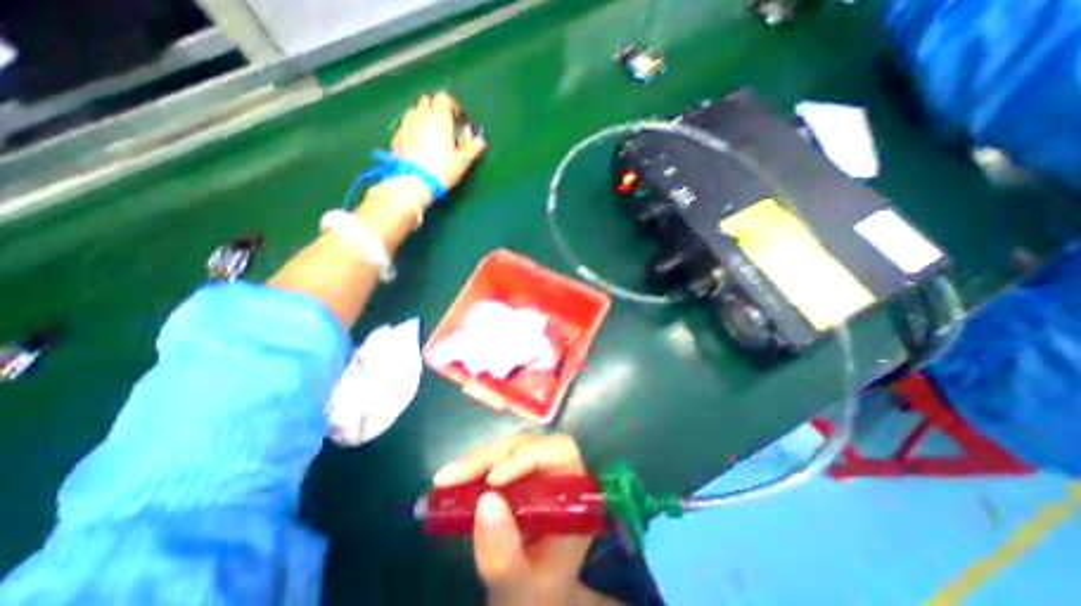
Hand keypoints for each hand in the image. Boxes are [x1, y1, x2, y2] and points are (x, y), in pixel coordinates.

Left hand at [392, 89, 486, 198]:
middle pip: (428, 101)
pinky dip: (414, 129)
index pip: (444, 98)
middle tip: (445, 126)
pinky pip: (407, 124)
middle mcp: (421, 114)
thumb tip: (481, 141)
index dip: (452, 106)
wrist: (413, 181)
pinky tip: (418, 145)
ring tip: (431, 135)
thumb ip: (473, 149)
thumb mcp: (462, 161)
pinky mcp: (396, 134)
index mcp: (439, 117)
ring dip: (424, 117)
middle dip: (436, 109)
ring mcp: (406, 122)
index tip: (457, 119)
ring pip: (415, 111)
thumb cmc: (441, 169)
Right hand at [434, 435, 595, 605]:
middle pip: (529, 444)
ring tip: (445, 479)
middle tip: (452, 477)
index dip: (529, 455)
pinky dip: (474, 467)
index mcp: (574, 493)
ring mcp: (537, 470)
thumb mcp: (520, 587)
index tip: (492, 479)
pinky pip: (498, 459)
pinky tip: (451, 479)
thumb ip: (504, 554)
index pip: (561, 452)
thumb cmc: (536, 596)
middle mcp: (558, 472)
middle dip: (491, 457)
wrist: (531, 601)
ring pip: (510, 447)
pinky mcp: (517, 473)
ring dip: (477, 459)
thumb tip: (485, 501)